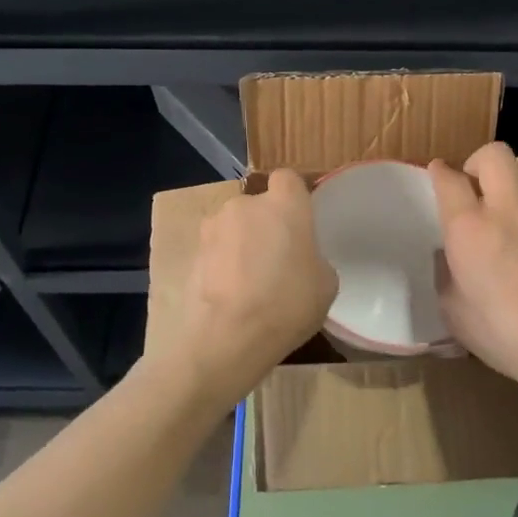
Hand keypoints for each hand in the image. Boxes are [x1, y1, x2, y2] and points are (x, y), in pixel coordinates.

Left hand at [174, 169, 337, 407]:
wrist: (227, 337)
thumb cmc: (287, 304)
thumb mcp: (325, 284)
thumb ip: (313, 258)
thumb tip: (301, 260)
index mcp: (285, 204)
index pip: (289, 179)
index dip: (294, 198)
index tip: (301, 224)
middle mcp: (246, 204)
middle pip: (259, 205)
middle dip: (267, 225)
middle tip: (278, 260)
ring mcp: (214, 226)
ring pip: (235, 227)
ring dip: (242, 244)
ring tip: (251, 282)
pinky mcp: (192, 252)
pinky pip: (216, 250)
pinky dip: (223, 264)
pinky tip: (232, 294)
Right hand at [430, 142, 517, 406]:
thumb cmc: (505, 334)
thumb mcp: (455, 313)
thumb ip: (447, 275)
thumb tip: (450, 257)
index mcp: (468, 227)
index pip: (448, 179)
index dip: (439, 172)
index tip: (437, 175)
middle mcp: (506, 208)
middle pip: (494, 154)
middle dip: (479, 162)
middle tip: (476, 187)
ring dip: (513, 178)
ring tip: (509, 204)